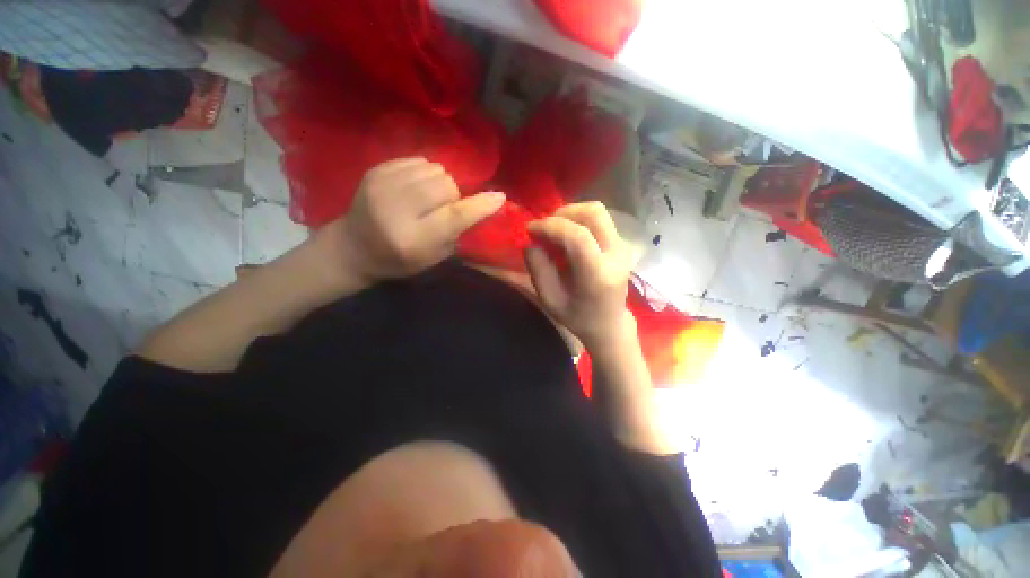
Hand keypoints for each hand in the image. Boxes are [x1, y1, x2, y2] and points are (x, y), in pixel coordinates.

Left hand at [320, 158, 505, 283]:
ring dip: (440, 183)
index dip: (480, 206)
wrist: (354, 247)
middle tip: (444, 207)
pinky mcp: (376, 170)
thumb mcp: (434, 257)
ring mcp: (383, 185)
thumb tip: (482, 205)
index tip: (499, 197)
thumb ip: (457, 232)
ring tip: (428, 198)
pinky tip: (414, 188)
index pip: (454, 216)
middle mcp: (397, 209)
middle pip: (445, 185)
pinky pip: (418, 160)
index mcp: (413, 239)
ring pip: (434, 170)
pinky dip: (425, 173)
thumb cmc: (400, 260)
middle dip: (453, 195)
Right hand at [525, 202, 634, 352]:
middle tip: (545, 227)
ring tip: (555, 231)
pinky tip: (567, 237)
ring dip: (571, 214)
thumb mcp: (550, 300)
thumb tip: (531, 242)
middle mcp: (616, 255)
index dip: (551, 226)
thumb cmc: (578, 317)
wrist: (609, 324)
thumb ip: (538, 270)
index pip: (578, 236)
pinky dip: (579, 221)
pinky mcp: (621, 244)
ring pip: (597, 212)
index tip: (530, 229)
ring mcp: (622, 247)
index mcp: (598, 274)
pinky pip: (599, 220)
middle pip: (593, 213)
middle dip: (563, 213)